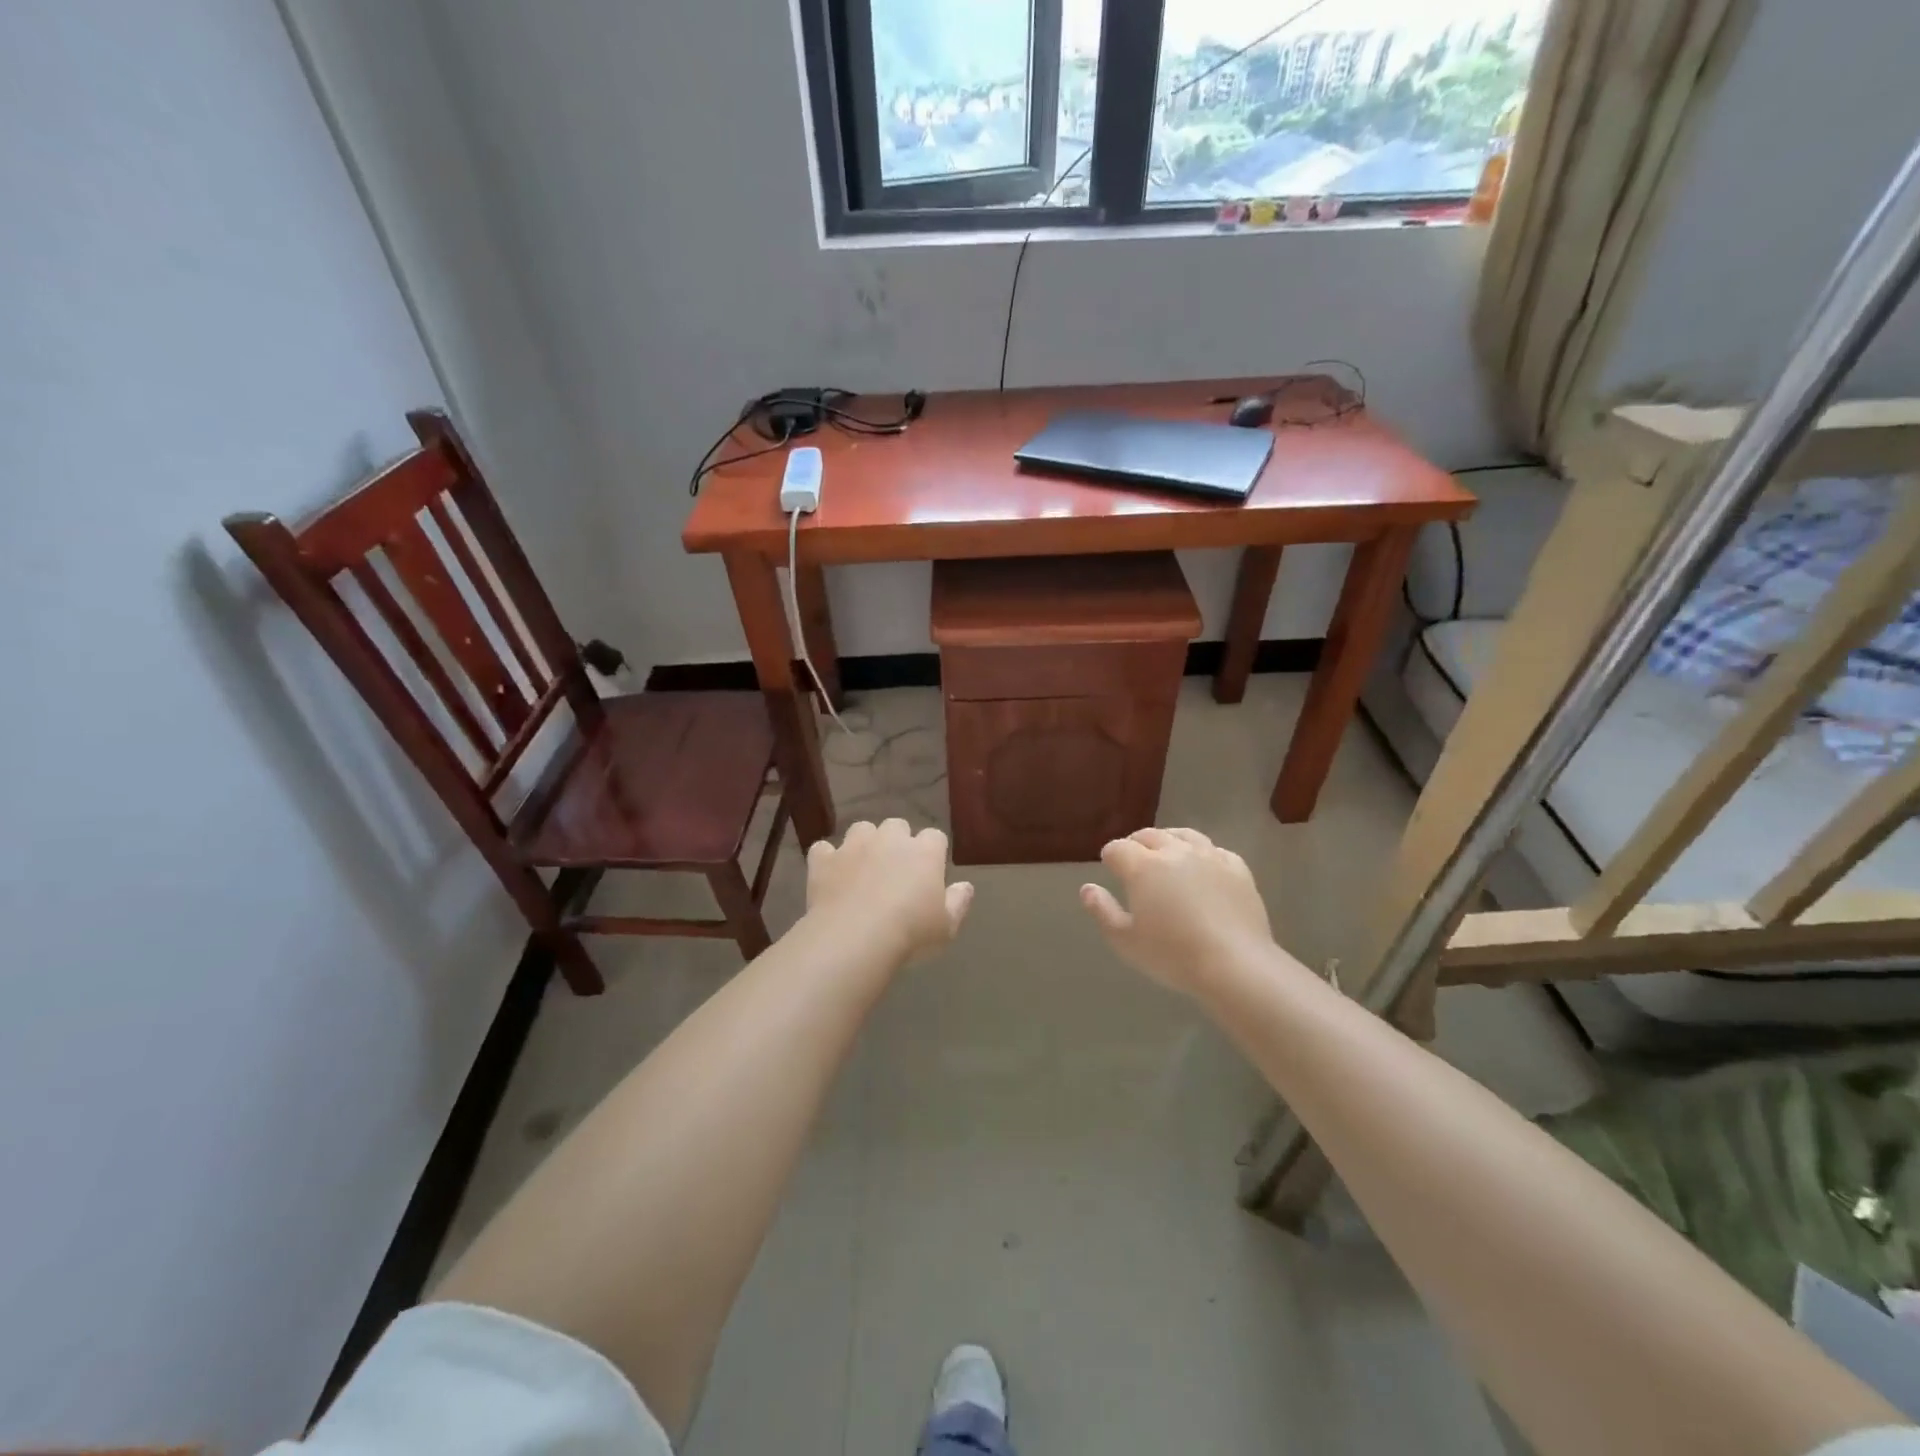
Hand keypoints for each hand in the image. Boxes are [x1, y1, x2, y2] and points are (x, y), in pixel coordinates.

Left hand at [805, 819, 973, 964]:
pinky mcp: (824, 860)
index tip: (930, 873)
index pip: (935, 837)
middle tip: (895, 870)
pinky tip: (830, 876)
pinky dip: (828, 859)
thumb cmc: (910, 933)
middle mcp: (890, 839)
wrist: (855, 937)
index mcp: (924, 852)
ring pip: (861, 829)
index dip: (933, 852)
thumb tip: (966, 886)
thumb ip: (958, 903)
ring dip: (864, 843)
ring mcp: (854, 846)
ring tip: (862, 868)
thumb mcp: (946, 927)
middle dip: (897, 841)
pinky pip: (824, 849)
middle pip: (897, 826)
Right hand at [1080, 828, 1273, 994]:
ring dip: (1169, 841)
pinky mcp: (1237, 869)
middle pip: (1149, 835)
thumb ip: (1102, 911)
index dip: (1110, 857)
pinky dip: (1203, 854)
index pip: (1118, 849)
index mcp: (1143, 867)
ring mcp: (1209, 857)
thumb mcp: (1126, 941)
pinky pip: (1215, 851)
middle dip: (1136, 844)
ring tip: (1166, 854)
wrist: (1235, 965)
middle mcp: (1174, 852)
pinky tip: (1203, 866)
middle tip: (1134, 860)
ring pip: (1183, 835)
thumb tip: (1087, 888)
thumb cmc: (1173, 955)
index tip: (1110, 868)